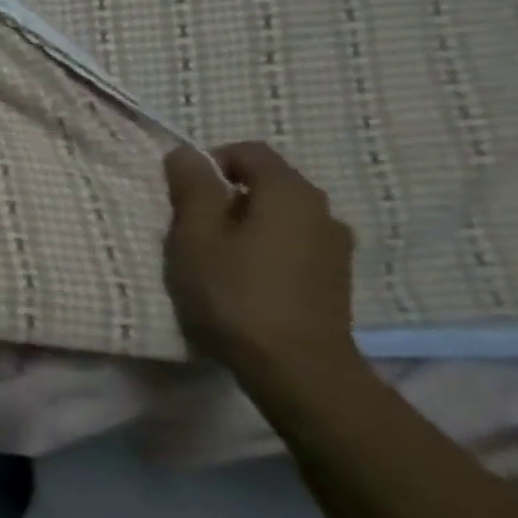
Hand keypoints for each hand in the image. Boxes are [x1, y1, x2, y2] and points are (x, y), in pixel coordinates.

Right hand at [162, 142, 357, 379]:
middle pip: (267, 182)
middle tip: (192, 225)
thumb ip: (192, 189)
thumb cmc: (234, 292)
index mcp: (290, 193)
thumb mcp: (195, 236)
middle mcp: (322, 210)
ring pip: (280, 214)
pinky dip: (265, 246)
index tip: (183, 192)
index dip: (211, 161)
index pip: (250, 151)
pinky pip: (293, 242)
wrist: (295, 366)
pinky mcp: (334, 276)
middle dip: (226, 194)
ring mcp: (334, 246)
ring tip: (216, 254)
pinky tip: (244, 276)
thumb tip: (186, 153)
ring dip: (246, 222)